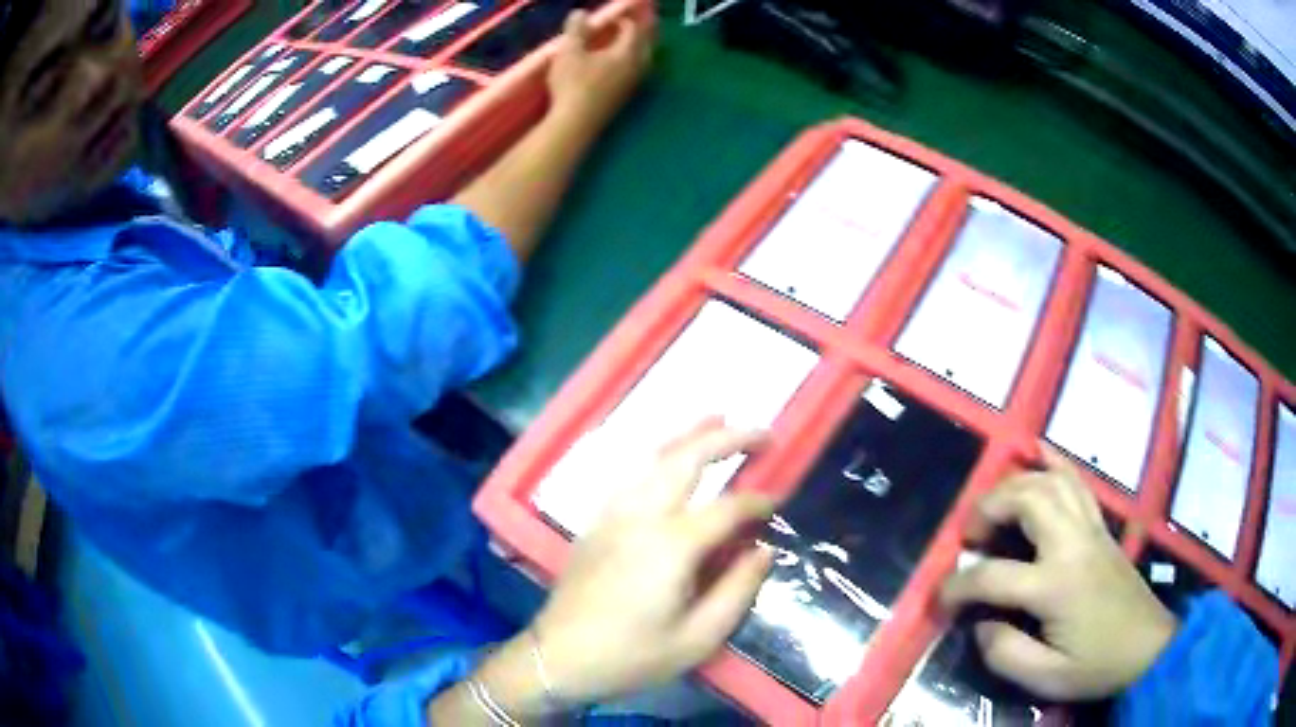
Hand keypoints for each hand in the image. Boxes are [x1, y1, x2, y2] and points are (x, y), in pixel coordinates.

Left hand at [532, 419, 774, 702]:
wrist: (557, 658)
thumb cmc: (631, 656)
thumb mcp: (697, 640)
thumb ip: (737, 591)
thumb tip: (763, 550)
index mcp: (671, 545)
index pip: (727, 508)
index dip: (758, 501)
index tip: (778, 501)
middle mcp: (641, 516)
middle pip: (687, 459)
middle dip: (727, 438)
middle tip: (760, 431)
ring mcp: (612, 514)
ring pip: (653, 457)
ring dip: (689, 435)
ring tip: (717, 419)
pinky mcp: (595, 522)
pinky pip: (630, 474)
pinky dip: (656, 455)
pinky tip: (667, 458)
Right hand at [546, 10, 653, 126]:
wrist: (576, 122)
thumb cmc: (572, 83)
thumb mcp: (569, 52)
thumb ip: (576, 30)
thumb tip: (580, 13)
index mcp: (626, 53)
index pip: (633, 30)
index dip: (623, 20)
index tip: (610, 18)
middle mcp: (636, 67)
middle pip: (645, 45)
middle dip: (638, 33)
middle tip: (628, 27)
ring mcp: (632, 85)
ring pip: (643, 61)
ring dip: (637, 49)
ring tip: (625, 45)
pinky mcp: (625, 98)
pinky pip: (635, 74)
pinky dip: (631, 64)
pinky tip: (618, 68)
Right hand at [939, 449, 1177, 701]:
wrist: (1147, 648)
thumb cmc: (1097, 665)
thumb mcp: (1046, 679)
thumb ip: (1005, 653)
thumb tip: (980, 624)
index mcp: (1056, 585)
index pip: (992, 576)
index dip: (956, 587)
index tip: (939, 599)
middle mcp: (1073, 544)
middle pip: (1026, 500)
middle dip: (988, 509)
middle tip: (969, 537)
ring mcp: (1090, 529)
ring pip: (1050, 481)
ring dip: (1015, 484)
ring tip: (994, 505)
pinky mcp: (1101, 527)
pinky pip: (1077, 481)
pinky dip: (1054, 461)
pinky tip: (1038, 453)